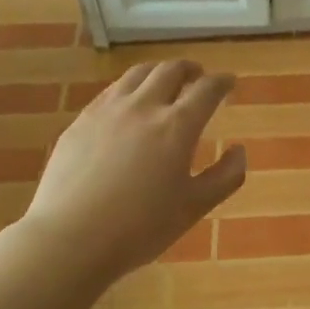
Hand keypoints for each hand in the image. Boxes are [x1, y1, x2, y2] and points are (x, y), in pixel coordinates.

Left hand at [21, 60, 245, 279]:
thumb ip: (225, 177)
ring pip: (137, 74)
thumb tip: (239, 151)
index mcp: (177, 126)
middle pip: (170, 70)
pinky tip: (128, 106)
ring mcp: (107, 111)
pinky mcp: (80, 122)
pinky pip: (110, 92)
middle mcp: (143, 107)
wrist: (70, 238)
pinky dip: (130, 89)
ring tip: (164, 83)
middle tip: (199, 78)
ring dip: (158, 73)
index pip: (207, 89)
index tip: (230, 83)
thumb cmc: (140, 228)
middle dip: (190, 70)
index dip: (222, 82)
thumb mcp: (194, 208)